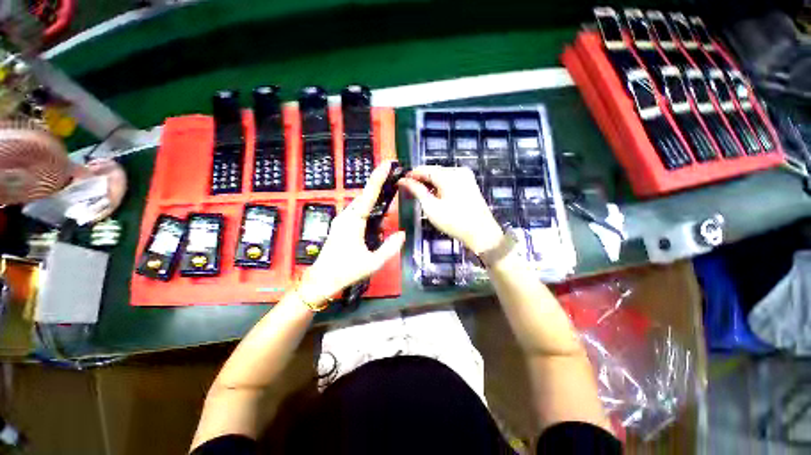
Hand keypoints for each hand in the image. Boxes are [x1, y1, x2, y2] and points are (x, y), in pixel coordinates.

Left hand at [299, 161, 405, 303]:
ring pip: (360, 203)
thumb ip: (390, 248)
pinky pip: (357, 211)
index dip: (378, 177)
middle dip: (379, 185)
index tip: (387, 164)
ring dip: (374, 199)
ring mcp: (342, 220)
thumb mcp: (373, 263)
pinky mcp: (341, 226)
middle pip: (365, 196)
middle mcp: (346, 216)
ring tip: (389, 198)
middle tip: (394, 180)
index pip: (369, 195)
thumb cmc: (346, 271)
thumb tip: (402, 234)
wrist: (321, 280)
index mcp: (354, 222)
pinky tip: (377, 216)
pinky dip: (369, 208)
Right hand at [398, 166, 502, 253]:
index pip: (425, 169)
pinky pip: (450, 180)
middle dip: (421, 179)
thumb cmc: (454, 221)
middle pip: (434, 171)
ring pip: (442, 176)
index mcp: (449, 175)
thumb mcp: (431, 207)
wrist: (481, 233)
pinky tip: (435, 195)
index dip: (412, 174)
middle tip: (409, 189)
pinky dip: (441, 186)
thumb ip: (417, 191)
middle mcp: (459, 171)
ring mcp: (466, 177)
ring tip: (420, 193)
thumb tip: (403, 180)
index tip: (401, 181)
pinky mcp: (470, 184)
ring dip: (431, 183)